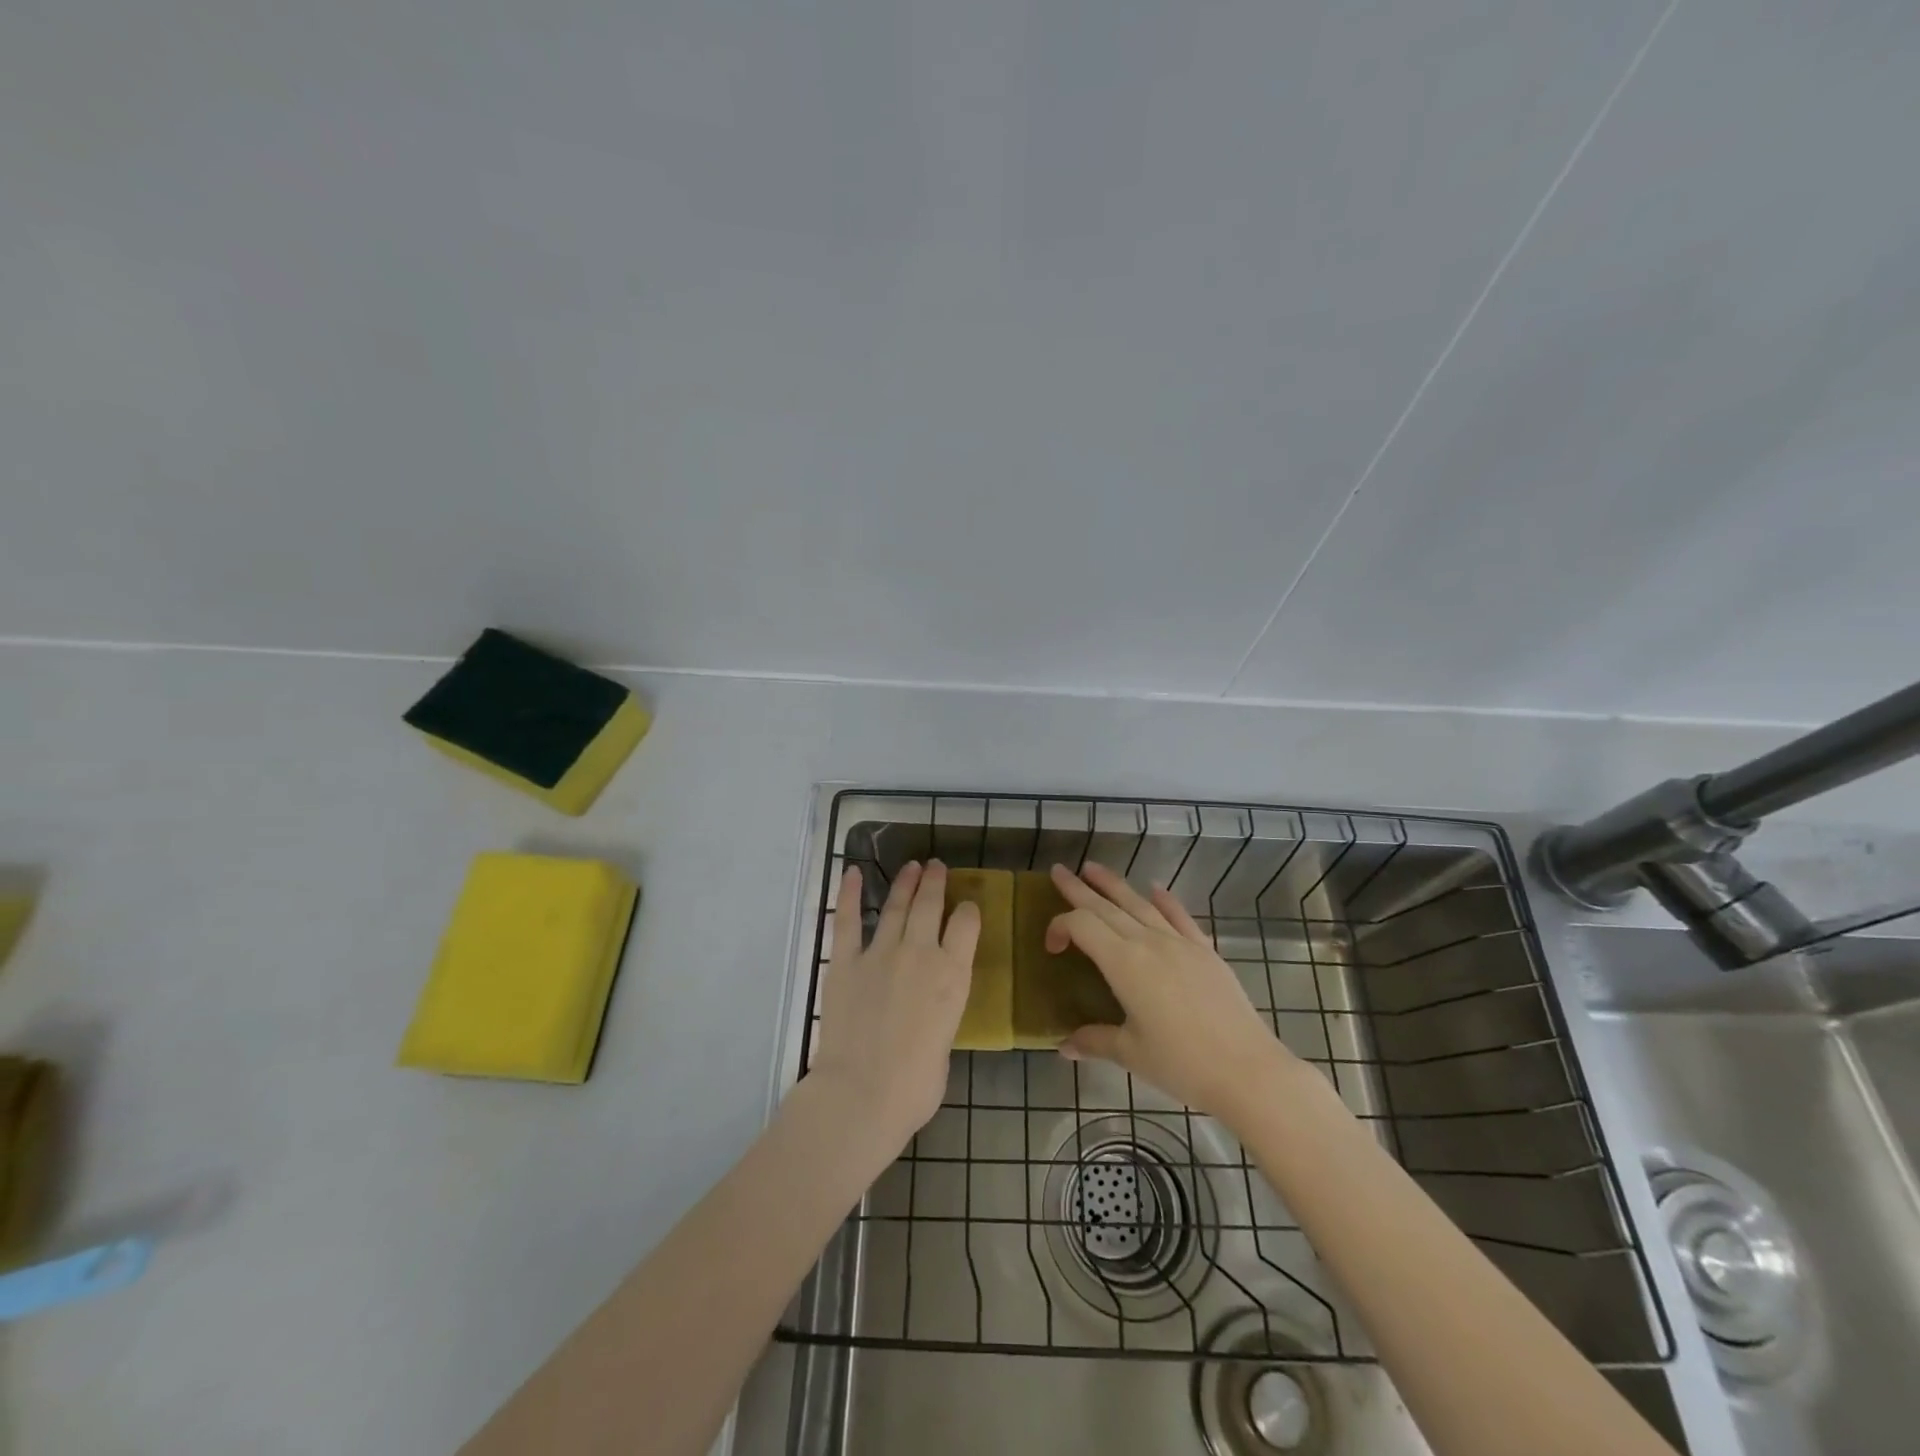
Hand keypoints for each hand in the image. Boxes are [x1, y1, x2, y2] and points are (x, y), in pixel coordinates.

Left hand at [808, 860, 977, 1157]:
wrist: (862, 1093)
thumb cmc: (915, 1086)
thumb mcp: (946, 1043)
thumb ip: (940, 1015)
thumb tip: (927, 1013)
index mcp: (952, 975)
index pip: (967, 924)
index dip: (968, 910)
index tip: (967, 906)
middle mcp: (920, 953)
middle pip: (931, 904)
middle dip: (936, 882)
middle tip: (936, 867)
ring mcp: (880, 953)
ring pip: (896, 906)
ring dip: (905, 883)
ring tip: (911, 866)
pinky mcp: (845, 961)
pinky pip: (848, 920)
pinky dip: (850, 894)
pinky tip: (854, 872)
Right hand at [1046, 862, 1296, 1123]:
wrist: (1248, 1071)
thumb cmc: (1182, 1064)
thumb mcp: (1131, 1054)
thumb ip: (1095, 1041)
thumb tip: (1064, 1045)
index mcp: (1124, 963)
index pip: (1082, 926)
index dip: (1060, 927)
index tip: (1051, 948)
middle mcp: (1149, 942)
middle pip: (1106, 906)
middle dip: (1079, 888)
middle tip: (1059, 871)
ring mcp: (1180, 943)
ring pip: (1140, 903)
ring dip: (1114, 884)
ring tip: (1094, 869)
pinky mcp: (1205, 951)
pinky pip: (1179, 916)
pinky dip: (1164, 900)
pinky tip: (1155, 888)